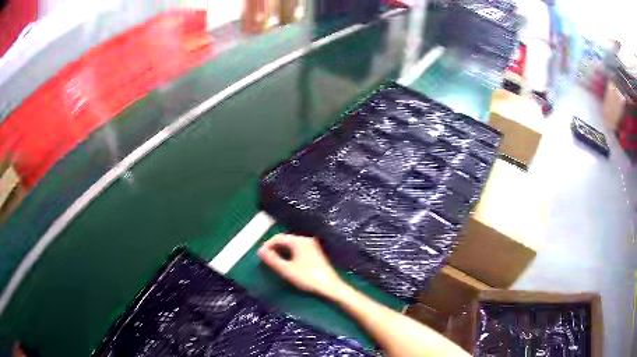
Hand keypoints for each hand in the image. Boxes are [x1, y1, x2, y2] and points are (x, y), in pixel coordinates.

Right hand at [258, 234, 344, 298]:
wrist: (330, 287)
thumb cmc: (307, 277)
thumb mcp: (287, 270)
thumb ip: (272, 260)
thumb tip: (260, 252)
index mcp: (299, 241)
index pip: (278, 237)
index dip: (267, 245)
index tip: (259, 255)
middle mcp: (306, 240)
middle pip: (285, 240)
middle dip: (273, 248)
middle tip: (265, 259)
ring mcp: (312, 247)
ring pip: (291, 246)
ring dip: (281, 252)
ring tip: (273, 263)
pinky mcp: (315, 254)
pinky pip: (297, 250)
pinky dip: (289, 255)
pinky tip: (286, 265)